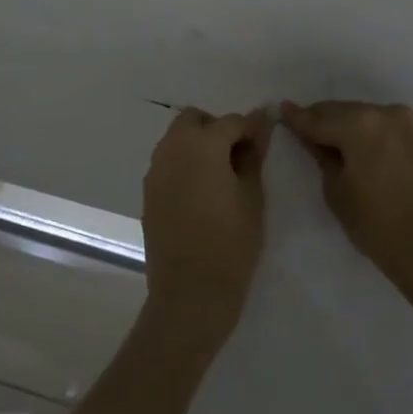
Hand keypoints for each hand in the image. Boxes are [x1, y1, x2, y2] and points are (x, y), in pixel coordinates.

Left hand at [141, 107, 272, 335]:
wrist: (190, 293)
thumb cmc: (231, 243)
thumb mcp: (252, 197)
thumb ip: (253, 156)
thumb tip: (260, 125)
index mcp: (201, 144)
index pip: (231, 121)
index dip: (250, 129)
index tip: (264, 144)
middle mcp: (172, 149)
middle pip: (194, 120)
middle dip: (216, 129)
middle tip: (238, 158)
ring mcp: (155, 170)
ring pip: (176, 140)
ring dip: (197, 145)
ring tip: (220, 177)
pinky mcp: (148, 192)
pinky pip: (167, 164)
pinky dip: (184, 165)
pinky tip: (201, 194)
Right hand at [280, 100, 412, 303]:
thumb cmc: (379, 226)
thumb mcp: (338, 193)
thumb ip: (323, 158)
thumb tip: (315, 140)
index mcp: (360, 124)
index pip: (319, 118)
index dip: (298, 117)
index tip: (283, 109)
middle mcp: (390, 113)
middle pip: (349, 111)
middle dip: (328, 120)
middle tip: (312, 128)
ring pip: (377, 117)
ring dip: (359, 126)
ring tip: (346, 142)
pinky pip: (402, 131)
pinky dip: (386, 137)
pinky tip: (381, 154)